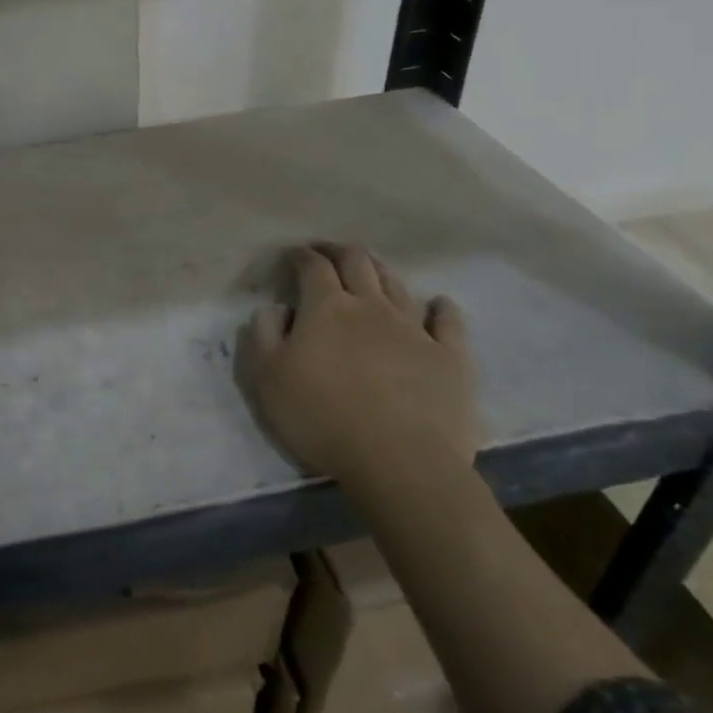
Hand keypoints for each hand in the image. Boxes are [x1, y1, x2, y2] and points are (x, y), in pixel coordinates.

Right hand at [239, 244, 479, 504]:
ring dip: (381, 271)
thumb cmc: (322, 417)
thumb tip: (274, 309)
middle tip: (327, 251)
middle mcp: (371, 306)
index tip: (292, 255)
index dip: (301, 256)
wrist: (400, 460)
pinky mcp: (450, 357)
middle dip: (339, 251)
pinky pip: (448, 322)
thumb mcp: (267, 378)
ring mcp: (414, 329)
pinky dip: (441, 307)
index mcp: (326, 307)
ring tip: (371, 270)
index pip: (312, 267)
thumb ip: (263, 335)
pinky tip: (439, 304)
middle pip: (357, 263)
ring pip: (397, 285)